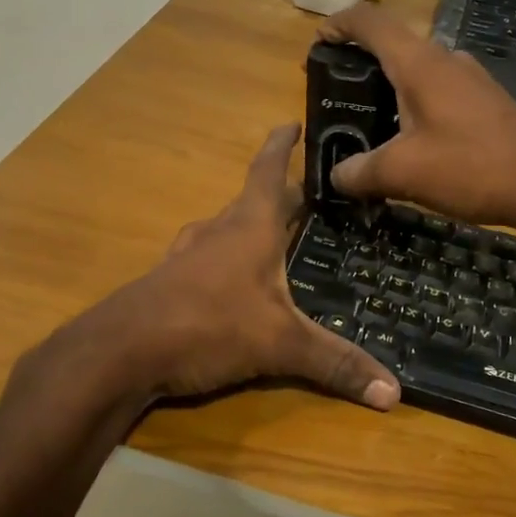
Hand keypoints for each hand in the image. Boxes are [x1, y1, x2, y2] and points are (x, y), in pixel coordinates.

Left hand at [100, 124, 400, 408]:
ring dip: (251, 228)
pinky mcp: (170, 283)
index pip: (269, 170)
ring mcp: (188, 256)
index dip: (282, 145)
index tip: (293, 123)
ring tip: (275, 240)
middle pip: (254, 201)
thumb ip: (335, 363)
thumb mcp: (279, 344)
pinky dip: (228, 261)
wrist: (120, 351)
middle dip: (281, 196)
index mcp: (249, 226)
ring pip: (227, 230)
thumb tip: (394, 393)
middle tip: (310, 199)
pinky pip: (207, 260)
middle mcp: (218, 231)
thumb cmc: (207, 324)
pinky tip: (234, 285)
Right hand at [316, 4, 515, 228]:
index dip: (339, 23)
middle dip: (359, 61)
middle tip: (335, 93)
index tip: (318, 42)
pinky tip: (410, 140)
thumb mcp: (402, 173)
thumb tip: (338, 176)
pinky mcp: (485, 100)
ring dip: (388, 86)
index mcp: (419, 63)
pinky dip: (414, 103)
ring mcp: (469, 78)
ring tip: (368, 121)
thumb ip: (360, 172)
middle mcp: (444, 60)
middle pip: (392, 44)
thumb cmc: (470, 166)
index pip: (370, 21)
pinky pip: (438, 90)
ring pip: (417, 69)